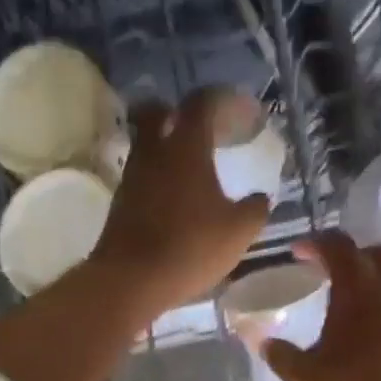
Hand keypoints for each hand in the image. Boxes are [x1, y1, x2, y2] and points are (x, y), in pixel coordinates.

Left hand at [90, 90, 271, 313]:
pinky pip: (141, 176)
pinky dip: (158, 178)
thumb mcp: (238, 232)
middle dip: (179, 113)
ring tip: (191, 169)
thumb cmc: (190, 248)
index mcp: (186, 147)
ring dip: (166, 148)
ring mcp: (132, 177)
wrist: (130, 280)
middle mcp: (153, 152)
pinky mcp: (120, 203)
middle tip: (202, 130)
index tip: (238, 112)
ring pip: (146, 145)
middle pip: (158, 112)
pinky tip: (175, 199)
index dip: (221, 100)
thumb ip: (255, 209)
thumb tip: (261, 198)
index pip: (201, 103)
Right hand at [264, 231, 380, 380]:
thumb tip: (265, 343)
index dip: (317, 243)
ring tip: (356, 314)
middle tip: (335, 272)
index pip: (338, 247)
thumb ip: (281, 357)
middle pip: (380, 254)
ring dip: (378, 289)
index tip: (300, 252)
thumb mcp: (306, 380)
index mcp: (359, 291)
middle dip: (356, 255)